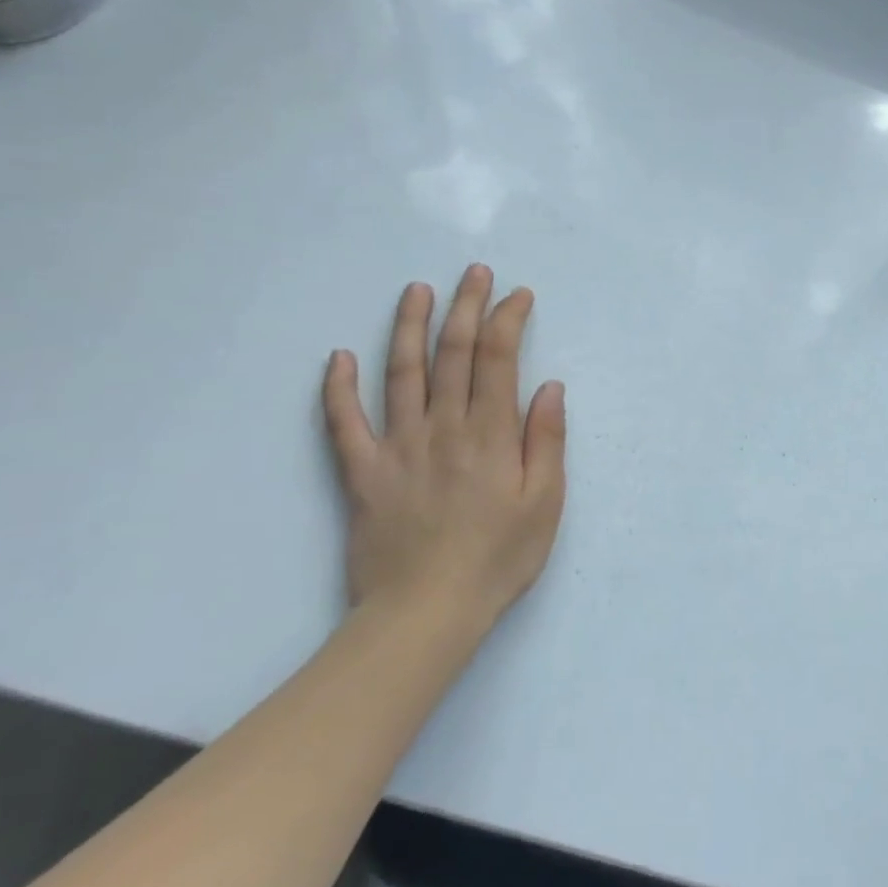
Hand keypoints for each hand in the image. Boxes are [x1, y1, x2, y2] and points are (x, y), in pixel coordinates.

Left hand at [322, 265, 566, 634]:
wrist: (424, 614)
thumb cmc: (499, 558)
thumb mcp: (546, 502)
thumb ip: (547, 440)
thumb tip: (548, 386)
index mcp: (491, 433)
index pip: (499, 358)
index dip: (509, 319)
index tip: (519, 295)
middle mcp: (443, 427)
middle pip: (453, 353)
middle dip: (466, 306)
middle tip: (473, 272)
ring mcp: (398, 447)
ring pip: (401, 373)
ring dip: (408, 327)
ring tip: (415, 291)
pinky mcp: (362, 473)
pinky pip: (343, 424)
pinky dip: (339, 388)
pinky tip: (339, 357)